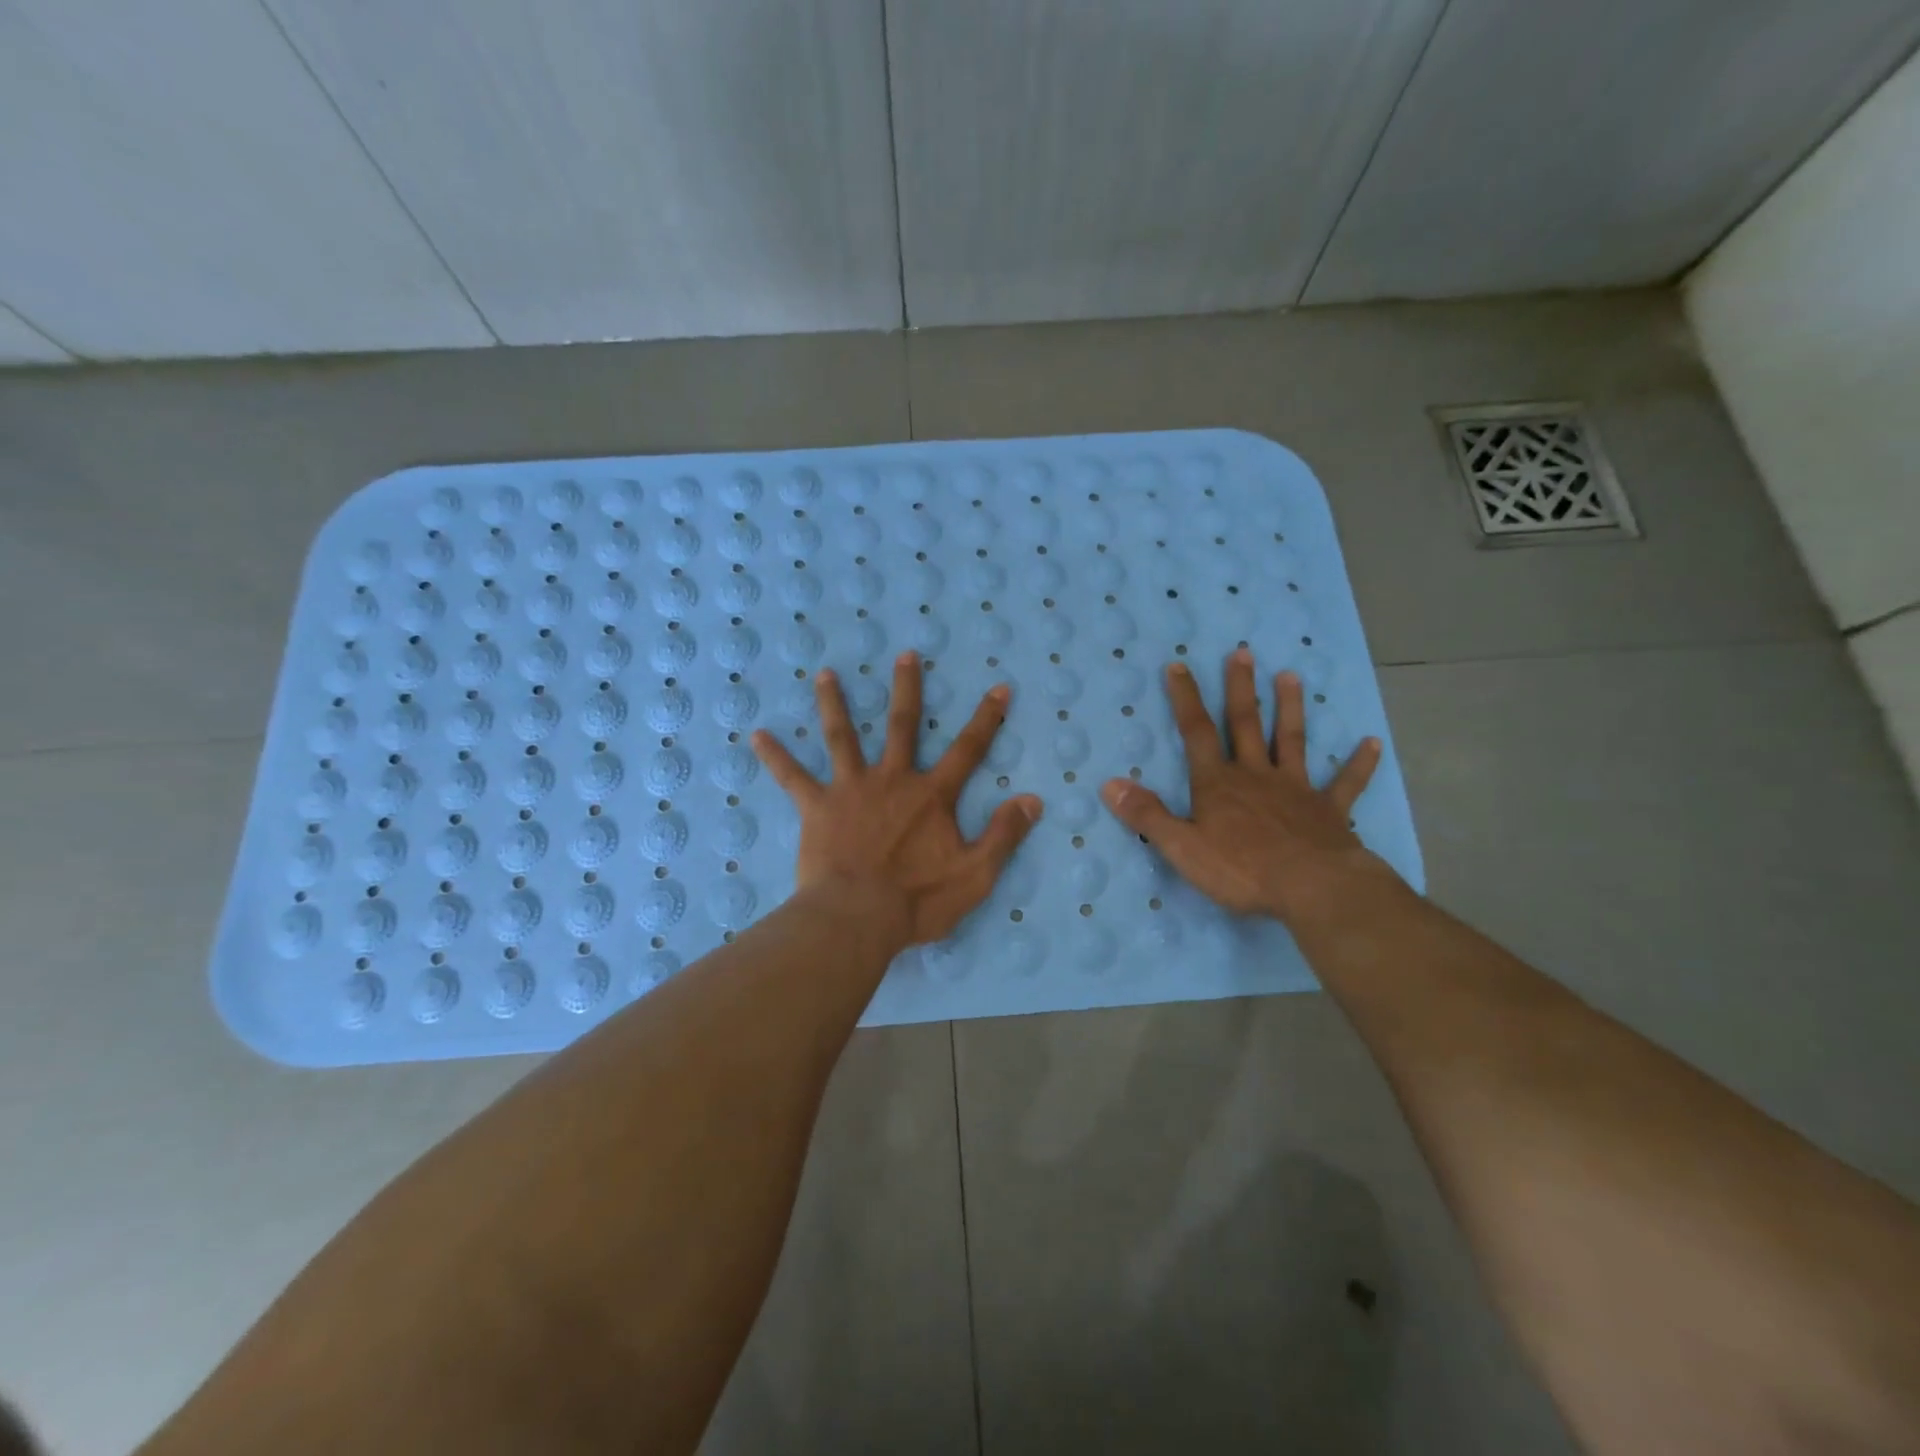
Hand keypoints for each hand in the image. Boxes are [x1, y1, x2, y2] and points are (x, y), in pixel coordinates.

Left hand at [752, 651, 1043, 947]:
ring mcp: (851, 789)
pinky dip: (775, 757)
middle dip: (906, 689)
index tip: (999, 686)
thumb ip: (1004, 835)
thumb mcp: (975, 874)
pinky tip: (756, 736)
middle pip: (902, 725)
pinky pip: (792, 778)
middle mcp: (892, 780)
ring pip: (842, 737)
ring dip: (834, 704)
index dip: (987, 718)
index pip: (968, 749)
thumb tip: (1034, 800)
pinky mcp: (817, 808)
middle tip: (904, 655)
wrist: (857, 918)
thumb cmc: (918, 900)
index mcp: (931, 795)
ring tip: (825, 674)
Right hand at [1100, 649, 1392, 926]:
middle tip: (1242, 653)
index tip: (1179, 666)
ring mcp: (1296, 789)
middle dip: (1240, 689)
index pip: (1196, 732)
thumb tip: (1109, 784)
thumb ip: (1147, 815)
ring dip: (1291, 708)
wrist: (1312, 888)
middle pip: (1246, 724)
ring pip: (1292, 740)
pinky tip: (1372, 743)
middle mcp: (1256, 775)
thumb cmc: (1242, 869)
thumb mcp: (1182, 847)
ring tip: (1292, 676)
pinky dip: (1359, 764)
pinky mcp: (1329, 810)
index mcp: (1218, 783)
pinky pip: (1345, 783)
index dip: (1185, 699)